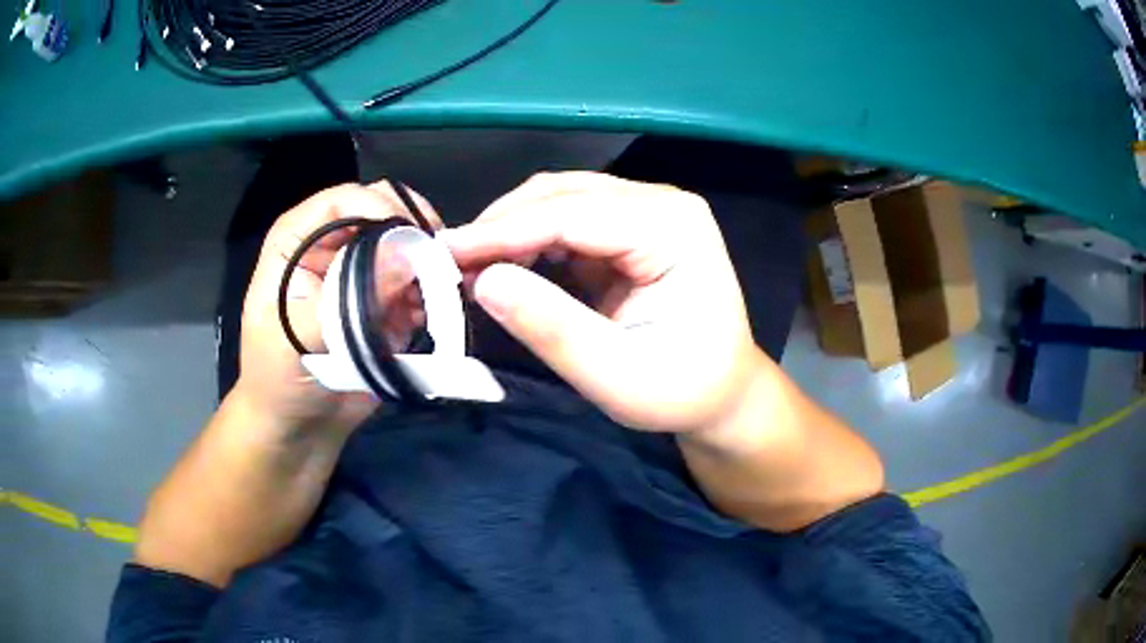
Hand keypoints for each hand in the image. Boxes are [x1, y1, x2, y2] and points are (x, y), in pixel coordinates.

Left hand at [234, 181, 440, 437]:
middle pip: (381, 212)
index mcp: (297, 240)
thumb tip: (407, 256)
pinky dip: (429, 293)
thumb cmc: (278, 379)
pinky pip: (417, 282)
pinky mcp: (384, 301)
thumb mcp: (297, 337)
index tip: (414, 235)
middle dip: (412, 231)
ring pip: (405, 245)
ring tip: (436, 294)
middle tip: (438, 260)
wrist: (298, 427)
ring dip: (426, 264)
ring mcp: (361, 273)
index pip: (342, 199)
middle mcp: (332, 246)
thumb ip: (345, 297)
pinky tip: (428, 316)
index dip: (379, 206)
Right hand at [442, 172, 767, 440]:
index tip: (444, 254)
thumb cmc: (682, 390)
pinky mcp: (631, 227)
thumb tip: (482, 281)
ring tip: (470, 266)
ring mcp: (648, 211)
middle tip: (450, 265)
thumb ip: (552, 328)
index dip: (503, 232)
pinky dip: (529, 239)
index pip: (574, 215)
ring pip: (560, 200)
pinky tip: (504, 265)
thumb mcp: (617, 376)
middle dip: (502, 227)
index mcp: (675, 228)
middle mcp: (663, 203)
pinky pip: (568, 220)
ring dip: (511, 229)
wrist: (722, 391)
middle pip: (564, 195)